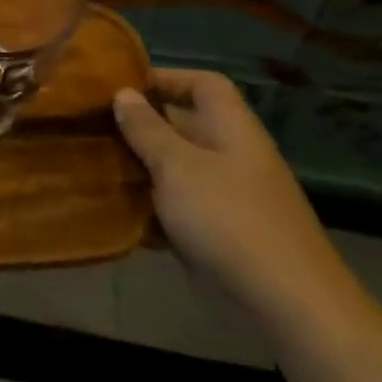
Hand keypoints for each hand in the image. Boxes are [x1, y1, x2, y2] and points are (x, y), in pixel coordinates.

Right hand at [113, 68, 360, 336]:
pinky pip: (178, 208)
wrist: (286, 304)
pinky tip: (116, 212)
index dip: (166, 78)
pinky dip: (150, 208)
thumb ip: (147, 129)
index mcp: (232, 129)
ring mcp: (228, 197)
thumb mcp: (177, 166)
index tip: (121, 88)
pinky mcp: (219, 234)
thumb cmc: (228, 219)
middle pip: (185, 125)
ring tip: (95, 166)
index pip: (203, 84)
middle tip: (94, 128)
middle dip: (141, 126)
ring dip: (140, 168)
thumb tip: (124, 93)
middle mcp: (232, 156)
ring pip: (176, 169)